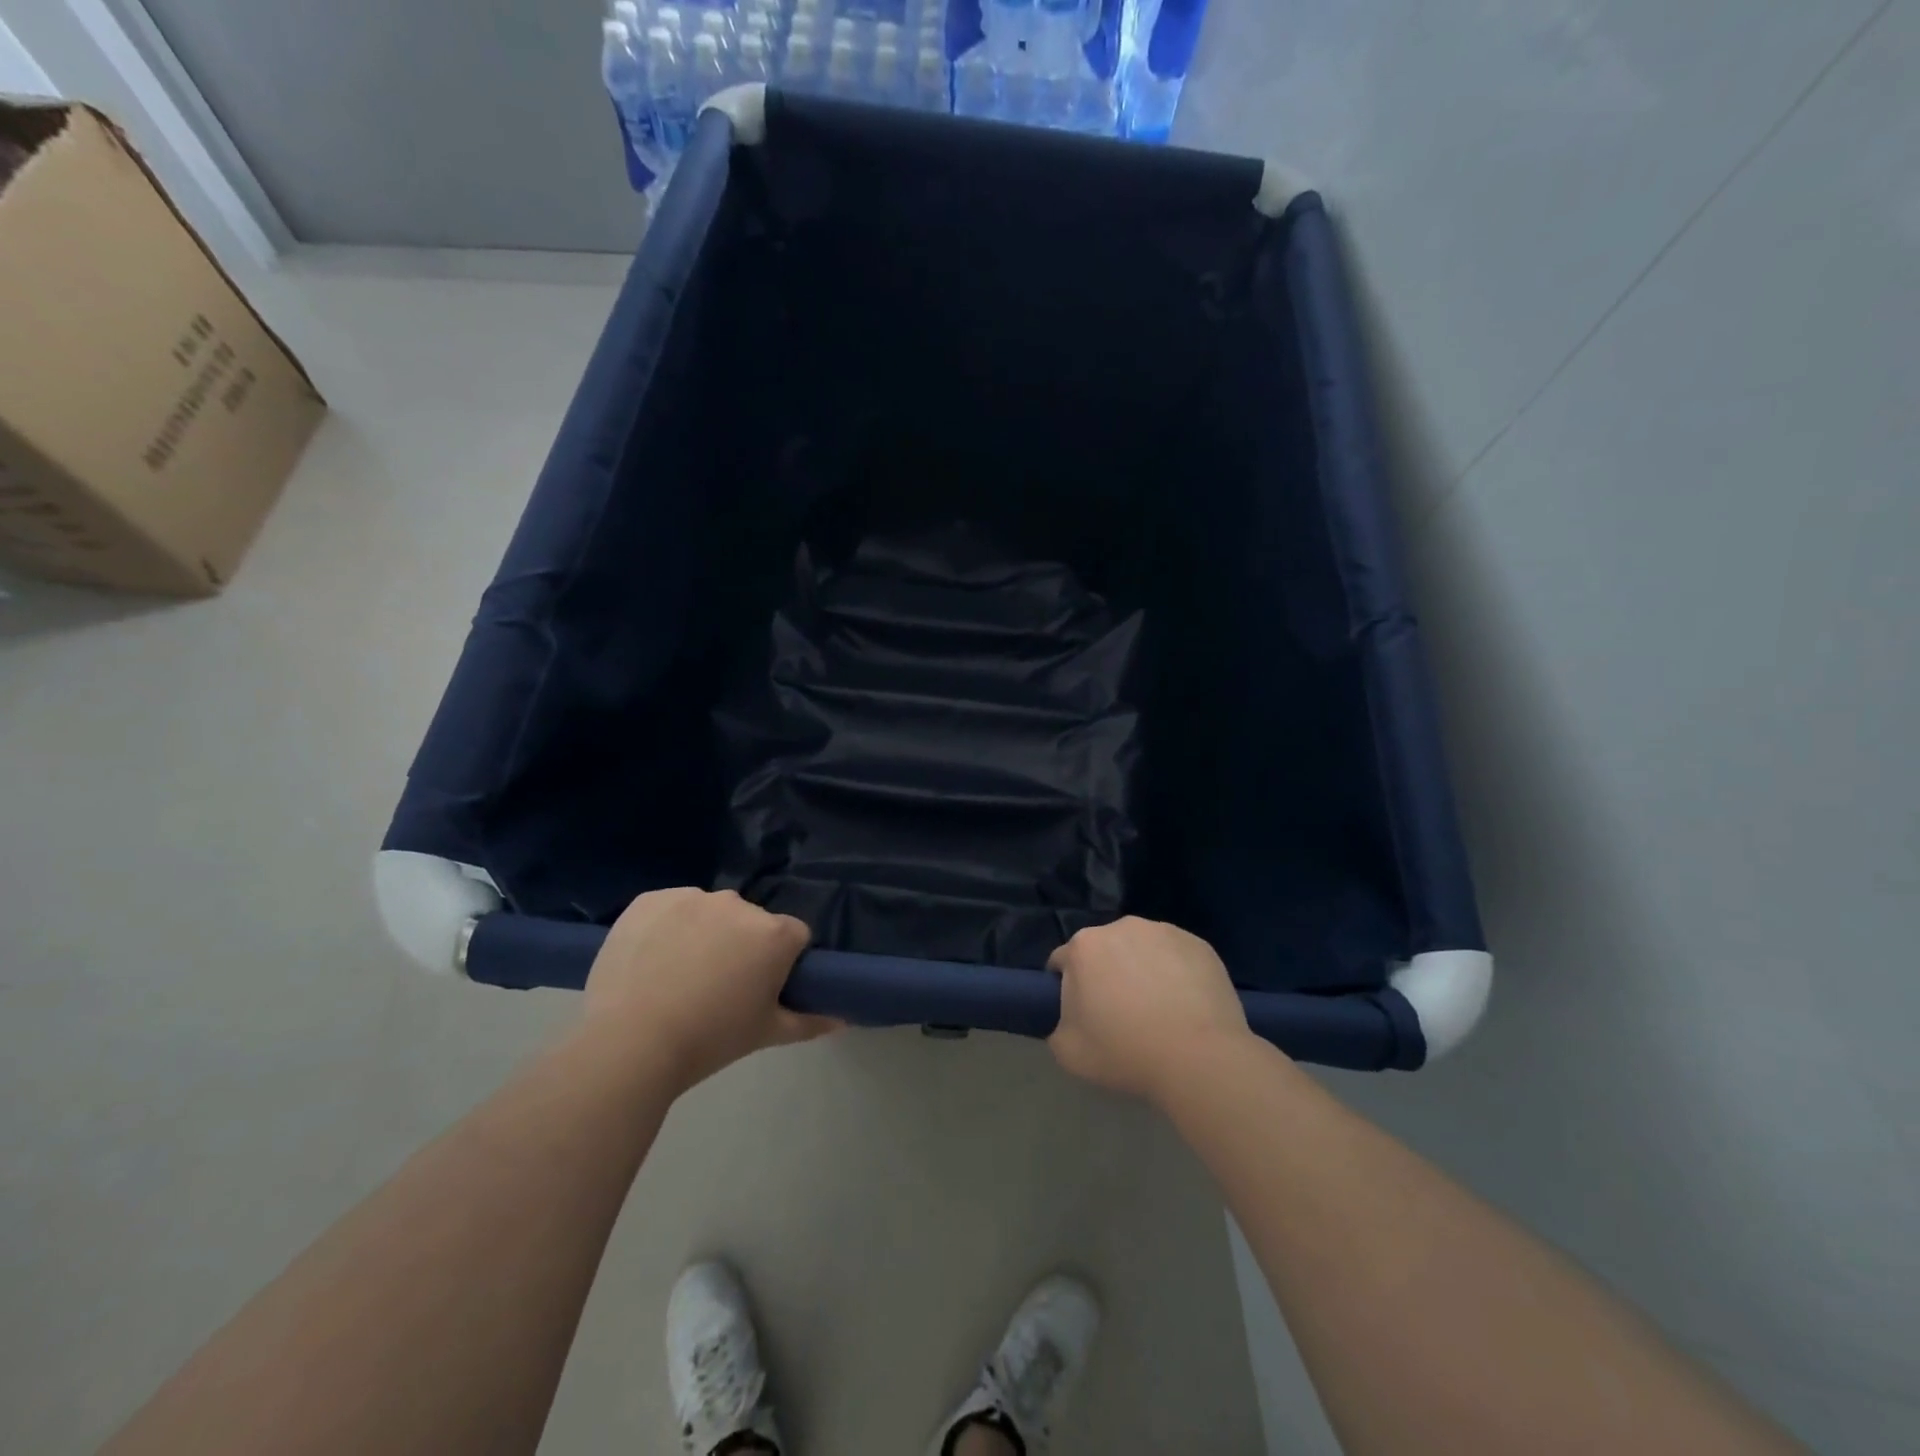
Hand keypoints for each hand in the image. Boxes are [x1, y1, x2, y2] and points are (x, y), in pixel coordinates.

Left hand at [583, 888, 838, 1093]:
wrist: (630, 1043)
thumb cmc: (710, 1039)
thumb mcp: (767, 1034)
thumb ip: (810, 1021)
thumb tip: (844, 1019)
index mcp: (774, 933)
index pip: (794, 937)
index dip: (782, 963)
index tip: (761, 988)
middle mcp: (738, 904)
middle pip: (750, 921)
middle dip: (742, 945)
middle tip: (718, 986)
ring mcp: (690, 897)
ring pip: (709, 912)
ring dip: (704, 933)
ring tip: (678, 975)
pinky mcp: (649, 899)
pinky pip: (669, 907)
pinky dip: (666, 926)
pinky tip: (651, 960)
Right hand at [1047, 917, 1252, 1104]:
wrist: (1200, 1059)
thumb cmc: (1126, 1053)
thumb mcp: (1068, 1052)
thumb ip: (1057, 1025)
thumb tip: (1069, 1018)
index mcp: (1084, 947)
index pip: (1063, 962)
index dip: (1067, 989)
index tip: (1082, 1015)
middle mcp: (1121, 926)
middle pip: (1104, 950)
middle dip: (1106, 974)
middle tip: (1120, 1014)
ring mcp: (1163, 931)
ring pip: (1142, 949)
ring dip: (1142, 969)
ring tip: (1159, 1010)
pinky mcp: (1198, 944)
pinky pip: (1176, 956)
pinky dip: (1175, 972)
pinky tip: (1186, 1004)